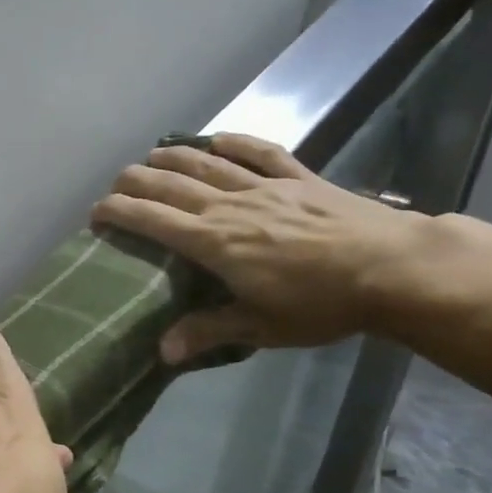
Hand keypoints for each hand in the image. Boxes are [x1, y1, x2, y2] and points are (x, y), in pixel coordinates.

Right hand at [90, 133, 423, 361]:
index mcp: (217, 243)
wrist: (394, 268)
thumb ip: (208, 331)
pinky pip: (260, 153)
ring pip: (208, 165)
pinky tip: (217, 139)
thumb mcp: (261, 327)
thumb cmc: (322, 304)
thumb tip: (161, 352)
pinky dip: (235, 143)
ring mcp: (266, 187)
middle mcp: (232, 206)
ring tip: (151, 155)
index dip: (121, 212)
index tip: (96, 212)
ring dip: (174, 157)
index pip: (155, 221)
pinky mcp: (300, 178)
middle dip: (137, 181)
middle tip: (116, 184)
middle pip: (173, 185)